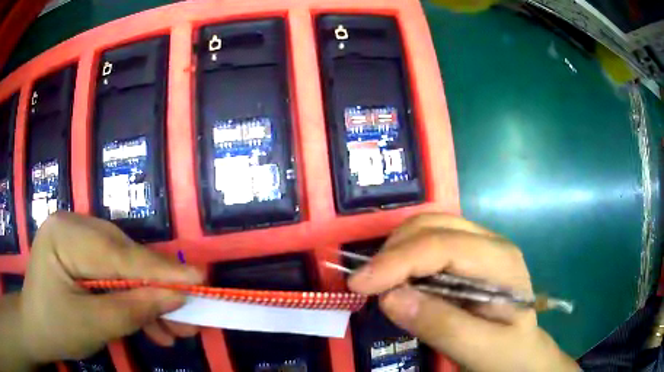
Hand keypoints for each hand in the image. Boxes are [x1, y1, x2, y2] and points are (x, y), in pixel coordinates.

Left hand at [18, 212, 202, 364]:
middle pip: (124, 258)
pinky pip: (114, 274)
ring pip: (124, 268)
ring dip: (148, 300)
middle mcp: (73, 226)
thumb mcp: (93, 326)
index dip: (159, 270)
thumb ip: (133, 310)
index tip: (199, 278)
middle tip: (189, 314)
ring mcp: (78, 238)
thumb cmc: (56, 328)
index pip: (118, 254)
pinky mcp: (83, 254)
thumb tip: (175, 297)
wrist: (38, 328)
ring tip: (175, 329)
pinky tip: (152, 325)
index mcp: (65, 235)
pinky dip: (133, 300)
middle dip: (157, 290)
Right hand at [348, 213, 578, 371]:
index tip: (359, 285)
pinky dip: (403, 256)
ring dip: (396, 250)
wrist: (521, 353)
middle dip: (393, 251)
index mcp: (501, 261)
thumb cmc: (507, 353)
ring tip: (378, 282)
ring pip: (427, 228)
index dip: (397, 261)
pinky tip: (397, 279)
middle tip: (366, 285)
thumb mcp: (481, 350)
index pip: (443, 246)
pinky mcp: (466, 257)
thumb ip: (441, 326)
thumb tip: (390, 297)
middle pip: (433, 226)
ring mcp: (478, 246)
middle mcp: (490, 243)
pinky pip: (427, 243)